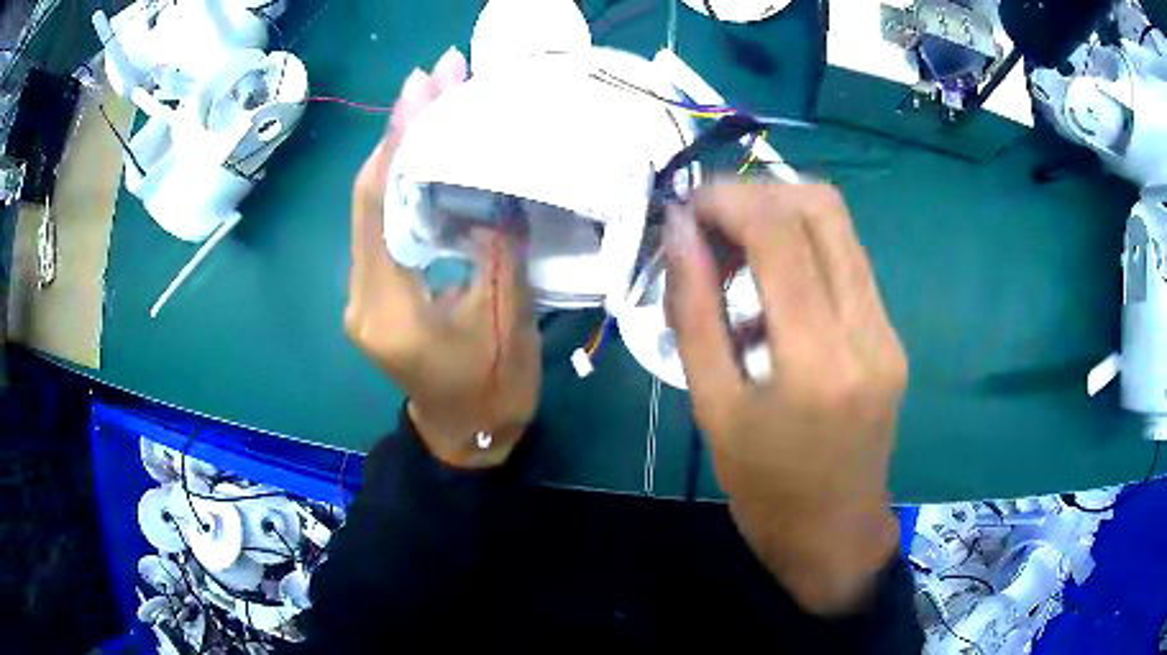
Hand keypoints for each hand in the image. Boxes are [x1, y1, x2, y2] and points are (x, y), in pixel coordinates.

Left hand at [345, 49, 541, 468]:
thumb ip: (497, 247)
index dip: (399, 143)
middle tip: (434, 79)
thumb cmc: (491, 390)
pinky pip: (382, 221)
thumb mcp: (506, 319)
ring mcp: (362, 290)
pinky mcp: (374, 287)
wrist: (466, 434)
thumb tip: (492, 182)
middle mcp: (361, 294)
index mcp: (389, 307)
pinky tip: (427, 147)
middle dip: (399, 132)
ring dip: (400, 149)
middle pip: (368, 197)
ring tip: (433, 99)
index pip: (379, 207)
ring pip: (372, 204)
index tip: (424, 91)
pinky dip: (403, 179)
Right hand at [663, 182, 906, 614]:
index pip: (781, 233)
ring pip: (840, 228)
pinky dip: (802, 251)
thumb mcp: (712, 408)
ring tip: (732, 253)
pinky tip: (769, 289)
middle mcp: (867, 332)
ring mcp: (888, 331)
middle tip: (710, 222)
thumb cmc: (764, 489)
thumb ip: (694, 313)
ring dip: (780, 217)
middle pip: (823, 208)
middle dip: (758, 193)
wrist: (834, 533)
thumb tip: (678, 234)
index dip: (728, 199)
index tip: (686, 208)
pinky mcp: (891, 336)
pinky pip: (847, 263)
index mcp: (819, 362)